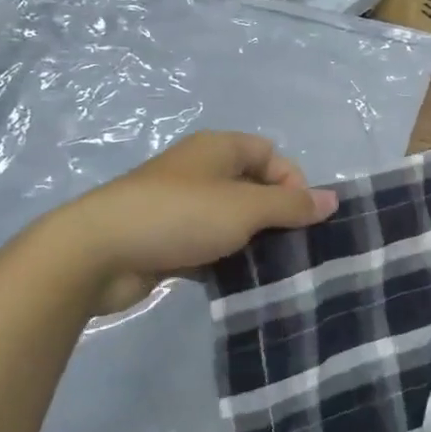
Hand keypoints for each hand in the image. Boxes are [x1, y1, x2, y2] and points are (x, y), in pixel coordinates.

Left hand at [42, 131, 337, 314]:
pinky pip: (208, 245)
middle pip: (253, 187)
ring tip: (271, 270)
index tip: (302, 218)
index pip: (271, 155)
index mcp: (219, 149)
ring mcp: (180, 206)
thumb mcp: (246, 208)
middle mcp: (201, 171)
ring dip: (251, 242)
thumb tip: (334, 199)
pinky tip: (237, 283)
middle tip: (292, 248)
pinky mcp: (165, 239)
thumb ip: (292, 204)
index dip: (293, 182)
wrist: (96, 252)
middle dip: (276, 216)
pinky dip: (224, 260)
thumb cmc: (180, 215)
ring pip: (231, 220)